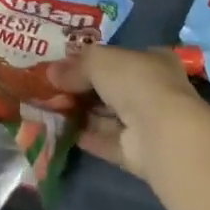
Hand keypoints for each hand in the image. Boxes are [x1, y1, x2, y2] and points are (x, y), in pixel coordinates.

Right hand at [51, 45, 205, 180]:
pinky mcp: (138, 152)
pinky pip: (108, 141)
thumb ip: (76, 66)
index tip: (69, 64)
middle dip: (85, 88)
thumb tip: (51, 73)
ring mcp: (147, 123)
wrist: (159, 130)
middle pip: (113, 87)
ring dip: (82, 112)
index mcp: (153, 60)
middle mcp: (153, 90)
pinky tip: (62, 131)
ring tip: (51, 107)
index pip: (122, 57)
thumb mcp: (99, 60)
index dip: (95, 60)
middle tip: (54, 86)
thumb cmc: (134, 80)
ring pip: (109, 115)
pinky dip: (87, 136)